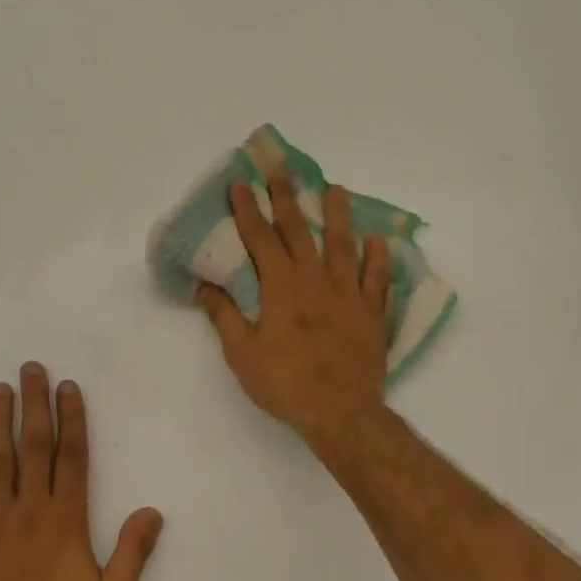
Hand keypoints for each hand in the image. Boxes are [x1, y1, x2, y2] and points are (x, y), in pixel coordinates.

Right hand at [196, 172, 392, 444]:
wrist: (340, 411)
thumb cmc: (285, 384)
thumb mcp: (242, 354)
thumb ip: (224, 316)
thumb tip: (202, 286)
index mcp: (281, 287)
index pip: (260, 239)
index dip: (247, 210)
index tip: (239, 184)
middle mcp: (316, 280)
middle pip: (300, 230)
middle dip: (287, 197)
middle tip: (282, 168)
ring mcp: (348, 294)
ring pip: (343, 245)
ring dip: (338, 215)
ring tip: (336, 189)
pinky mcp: (372, 313)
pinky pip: (377, 278)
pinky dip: (378, 257)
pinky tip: (378, 240)